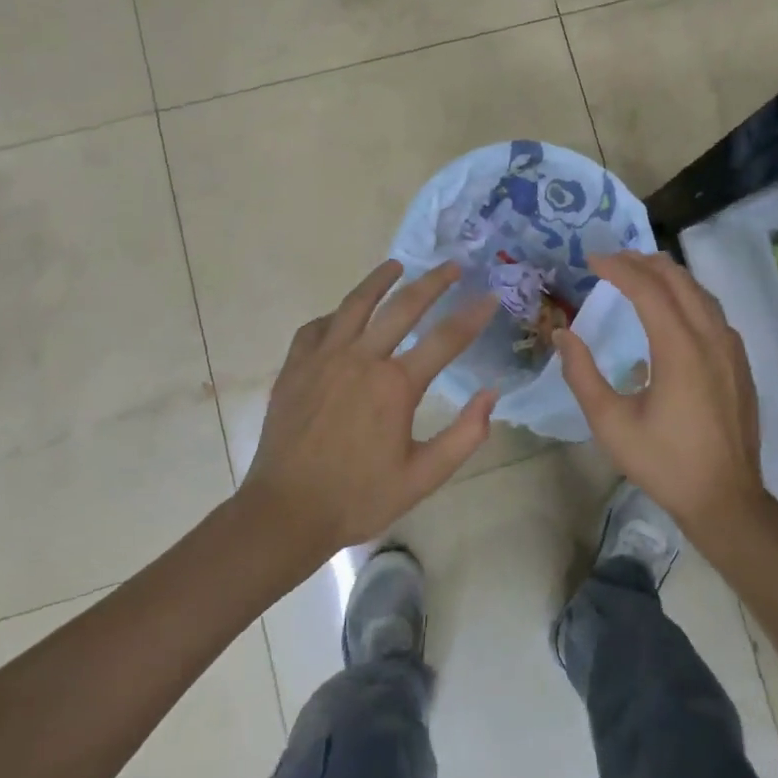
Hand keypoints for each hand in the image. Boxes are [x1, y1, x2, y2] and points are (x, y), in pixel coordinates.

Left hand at [238, 260, 496, 563]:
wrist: (285, 512)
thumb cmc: (359, 497)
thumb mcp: (422, 477)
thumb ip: (464, 436)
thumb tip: (491, 395)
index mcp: (396, 385)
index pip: (446, 339)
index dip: (473, 315)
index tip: (490, 296)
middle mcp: (362, 359)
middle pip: (404, 306)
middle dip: (433, 282)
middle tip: (452, 265)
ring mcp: (324, 358)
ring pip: (356, 304)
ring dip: (380, 281)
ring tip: (396, 265)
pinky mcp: (295, 367)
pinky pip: (316, 327)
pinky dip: (335, 315)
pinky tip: (343, 315)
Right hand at [556, 252, 766, 543]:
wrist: (726, 500)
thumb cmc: (664, 462)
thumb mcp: (611, 423)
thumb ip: (582, 374)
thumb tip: (562, 334)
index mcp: (680, 349)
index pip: (648, 289)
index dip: (618, 268)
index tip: (591, 260)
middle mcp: (711, 338)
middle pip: (678, 280)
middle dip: (643, 262)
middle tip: (612, 260)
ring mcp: (731, 350)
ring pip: (700, 293)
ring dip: (668, 276)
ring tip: (639, 274)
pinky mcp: (740, 363)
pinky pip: (713, 313)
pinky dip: (688, 297)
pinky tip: (672, 311)